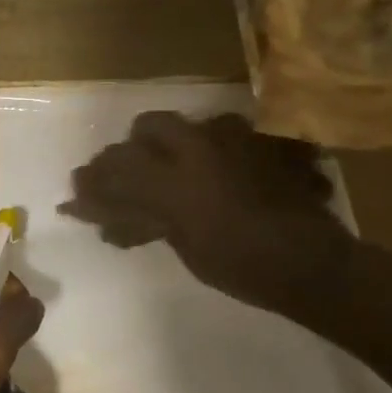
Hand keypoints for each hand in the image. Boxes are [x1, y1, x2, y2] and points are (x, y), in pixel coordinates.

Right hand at [59, 111, 355, 313]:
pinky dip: (209, 151)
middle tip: (127, 178)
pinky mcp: (261, 142)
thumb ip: (144, 223)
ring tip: (171, 174)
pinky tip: (212, 173)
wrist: (313, 263)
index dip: (94, 181)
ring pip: (189, 125)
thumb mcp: (184, 248)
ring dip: (170, 146)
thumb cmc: (242, 267)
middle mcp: (202, 147)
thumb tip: (108, 222)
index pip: (120, 167)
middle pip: (150, 126)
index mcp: (177, 180)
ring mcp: (235, 139)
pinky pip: (225, 133)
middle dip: (133, 149)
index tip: (78, 191)